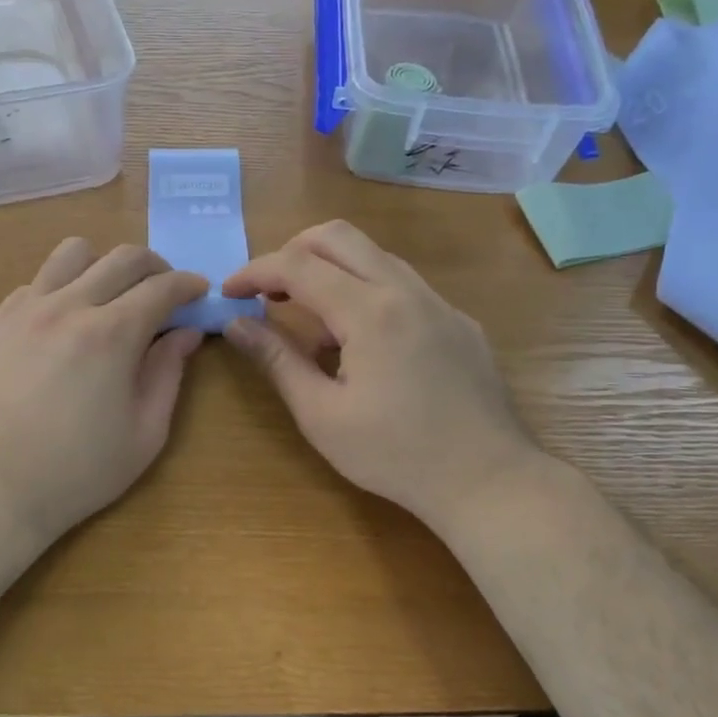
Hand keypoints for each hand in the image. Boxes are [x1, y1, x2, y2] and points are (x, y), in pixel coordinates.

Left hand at [0, 238, 208, 551]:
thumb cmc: (78, 472)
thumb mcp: (144, 433)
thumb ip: (169, 373)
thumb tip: (186, 333)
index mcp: (110, 335)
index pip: (161, 287)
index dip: (188, 285)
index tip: (199, 291)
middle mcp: (68, 307)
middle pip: (122, 257)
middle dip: (156, 266)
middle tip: (166, 291)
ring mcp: (26, 309)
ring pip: (73, 253)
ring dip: (104, 264)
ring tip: (113, 295)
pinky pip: (37, 281)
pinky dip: (63, 287)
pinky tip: (67, 321)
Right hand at [222, 221, 546, 530]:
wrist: (490, 480)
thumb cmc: (395, 455)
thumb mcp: (321, 415)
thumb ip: (277, 360)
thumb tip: (237, 324)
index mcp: (370, 311)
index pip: (298, 265)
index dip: (254, 271)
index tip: (228, 292)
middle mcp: (406, 290)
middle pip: (338, 236)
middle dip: (291, 252)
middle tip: (266, 291)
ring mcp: (439, 303)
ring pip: (374, 256)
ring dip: (330, 271)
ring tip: (308, 322)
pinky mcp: (458, 322)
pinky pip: (402, 285)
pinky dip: (365, 292)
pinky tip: (360, 344)